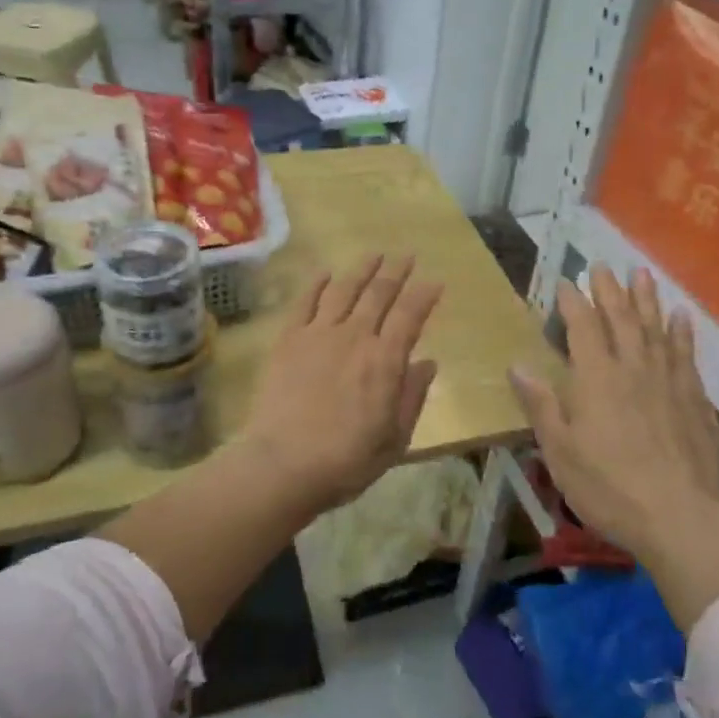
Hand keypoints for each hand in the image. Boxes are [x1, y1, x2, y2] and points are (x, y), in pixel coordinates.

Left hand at [240, 255, 441, 513]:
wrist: (283, 463)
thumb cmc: (347, 459)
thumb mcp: (395, 438)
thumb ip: (412, 396)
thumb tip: (427, 363)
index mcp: (386, 360)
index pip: (411, 315)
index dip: (424, 295)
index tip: (434, 280)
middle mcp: (355, 336)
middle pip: (379, 294)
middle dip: (396, 272)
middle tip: (406, 255)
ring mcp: (318, 334)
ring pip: (344, 290)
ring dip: (361, 269)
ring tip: (374, 254)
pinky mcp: (288, 340)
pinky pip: (305, 302)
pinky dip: (317, 284)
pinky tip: (326, 273)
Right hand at [510, 266, 718, 628]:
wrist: (682, 517)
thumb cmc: (609, 487)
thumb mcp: (560, 451)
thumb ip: (541, 405)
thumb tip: (517, 365)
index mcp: (596, 378)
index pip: (583, 327)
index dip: (573, 302)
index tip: (566, 281)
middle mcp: (633, 368)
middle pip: (621, 318)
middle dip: (609, 290)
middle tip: (602, 266)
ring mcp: (668, 381)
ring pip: (656, 329)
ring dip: (647, 299)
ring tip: (641, 273)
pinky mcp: (695, 399)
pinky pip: (686, 355)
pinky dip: (681, 332)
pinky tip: (681, 318)